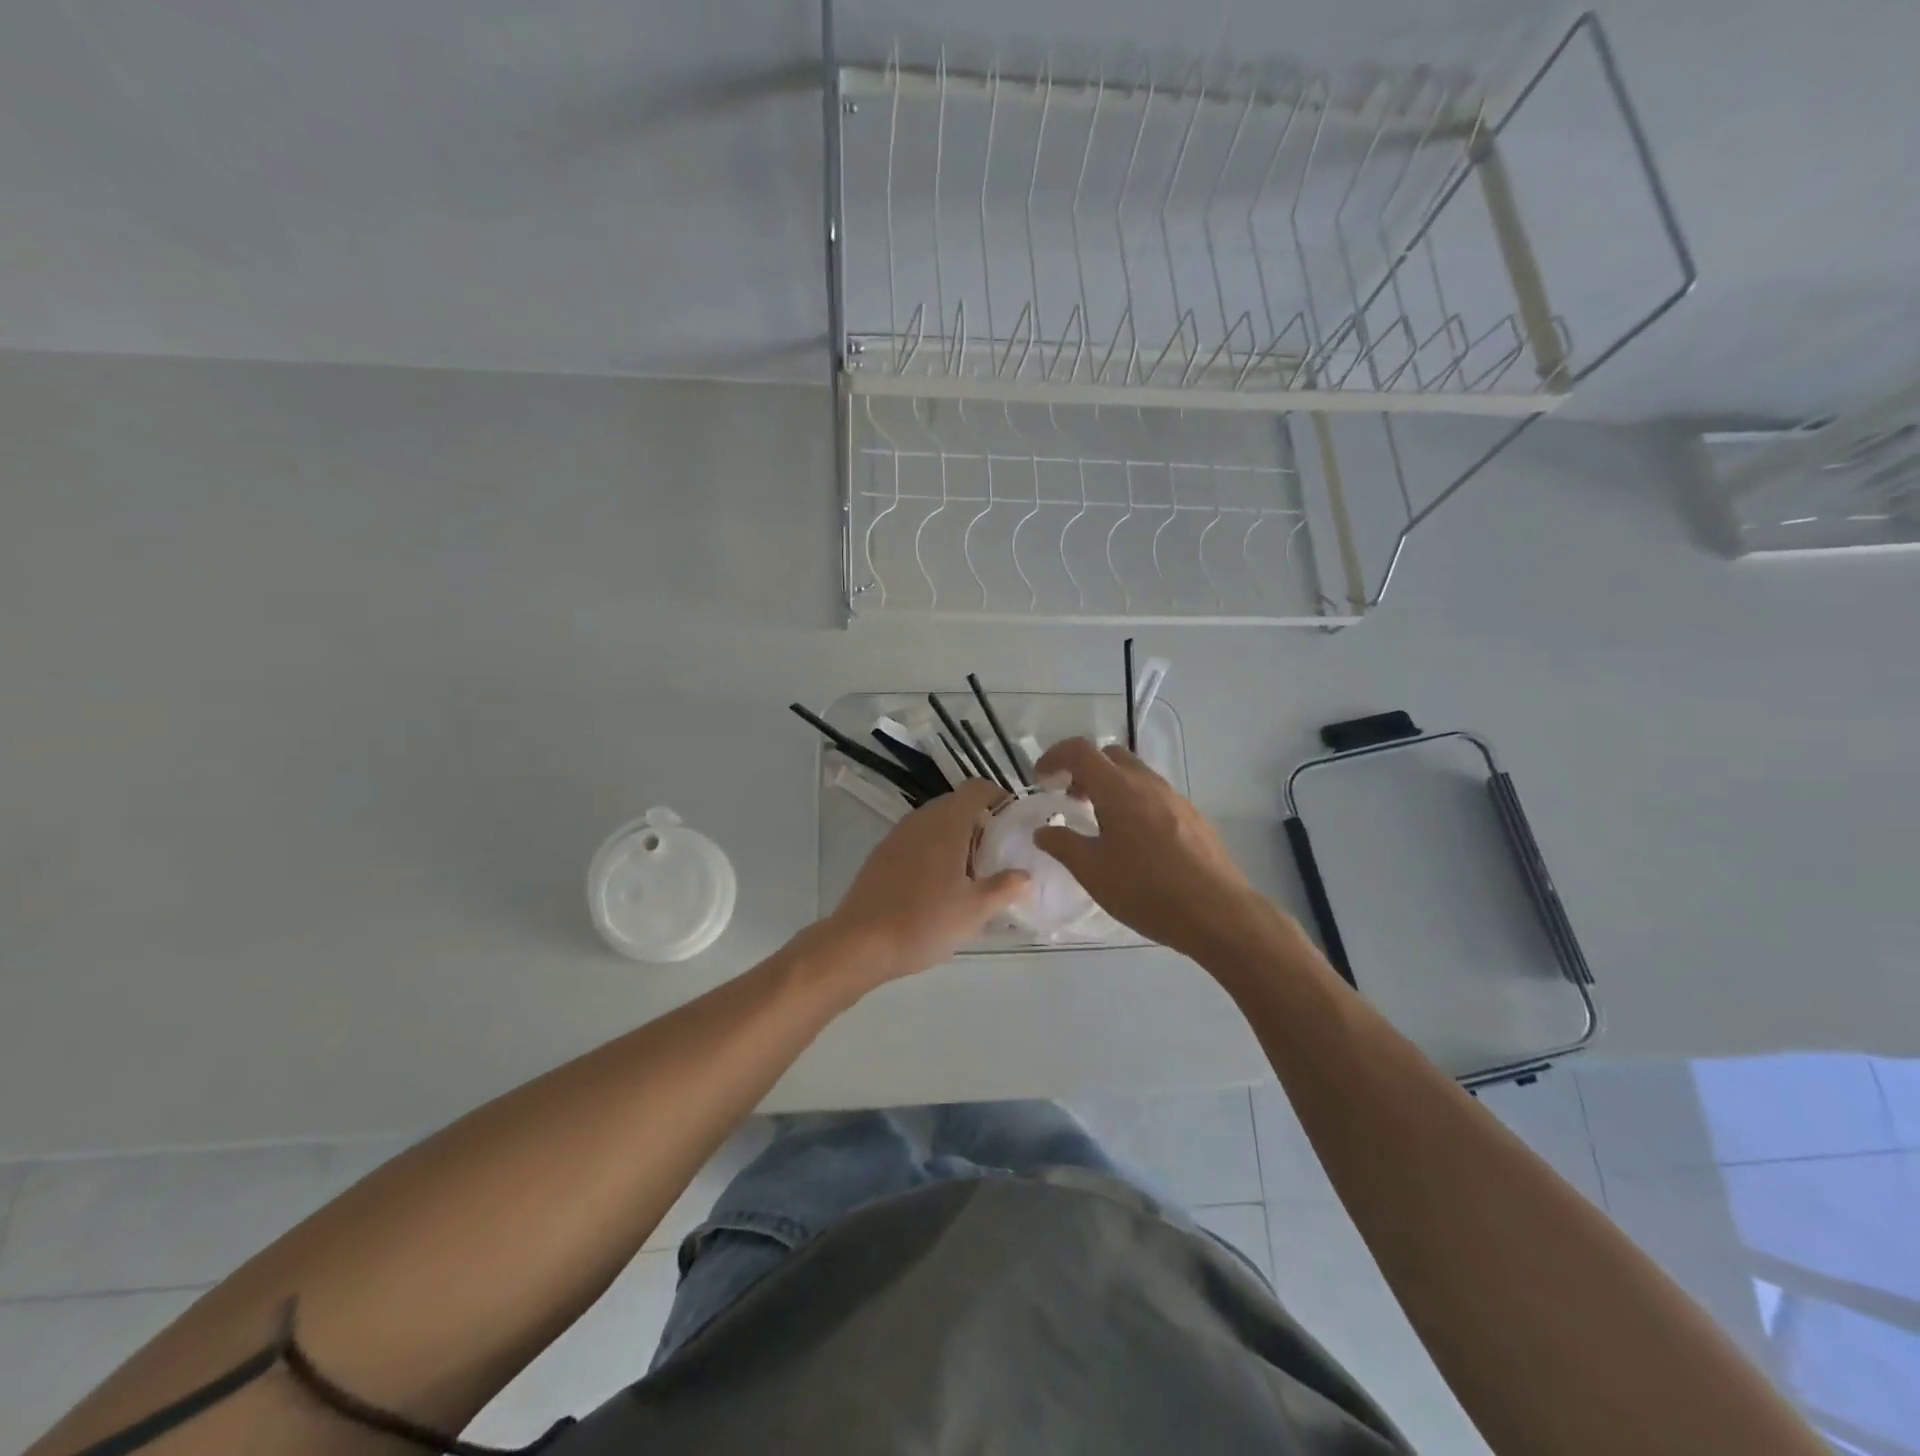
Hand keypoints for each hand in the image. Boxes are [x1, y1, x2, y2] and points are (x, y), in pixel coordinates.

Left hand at [821, 779, 1029, 987]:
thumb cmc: (924, 922)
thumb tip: (1025, 874)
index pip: (977, 789)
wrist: (860, 943)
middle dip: (980, 823)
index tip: (1014, 823)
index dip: (999, 798)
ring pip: (935, 823)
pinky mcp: (882, 854)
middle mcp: (921, 819)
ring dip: (956, 838)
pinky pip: (917, 840)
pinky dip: (934, 851)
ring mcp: (897, 835)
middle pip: (957, 804)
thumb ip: (1005, 887)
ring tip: (971, 874)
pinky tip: (938, 886)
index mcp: (947, 823)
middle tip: (998, 855)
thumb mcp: (975, 910)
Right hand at [1032, 738, 1262, 961]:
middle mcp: (1148, 783)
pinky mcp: (1193, 817)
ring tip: (1099, 823)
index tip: (1041, 779)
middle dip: (1084, 769)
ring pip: (1135, 775)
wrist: (1217, 913)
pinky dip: (1133, 802)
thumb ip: (1063, 845)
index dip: (1055, 756)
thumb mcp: (1093, 872)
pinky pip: (1155, 795)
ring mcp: (1175, 798)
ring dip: (1110, 787)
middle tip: (1070, 799)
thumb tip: (1043, 830)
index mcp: (1118, 789)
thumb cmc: (1146, 890)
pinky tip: (1134, 841)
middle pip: (1110, 756)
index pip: (1080, 751)